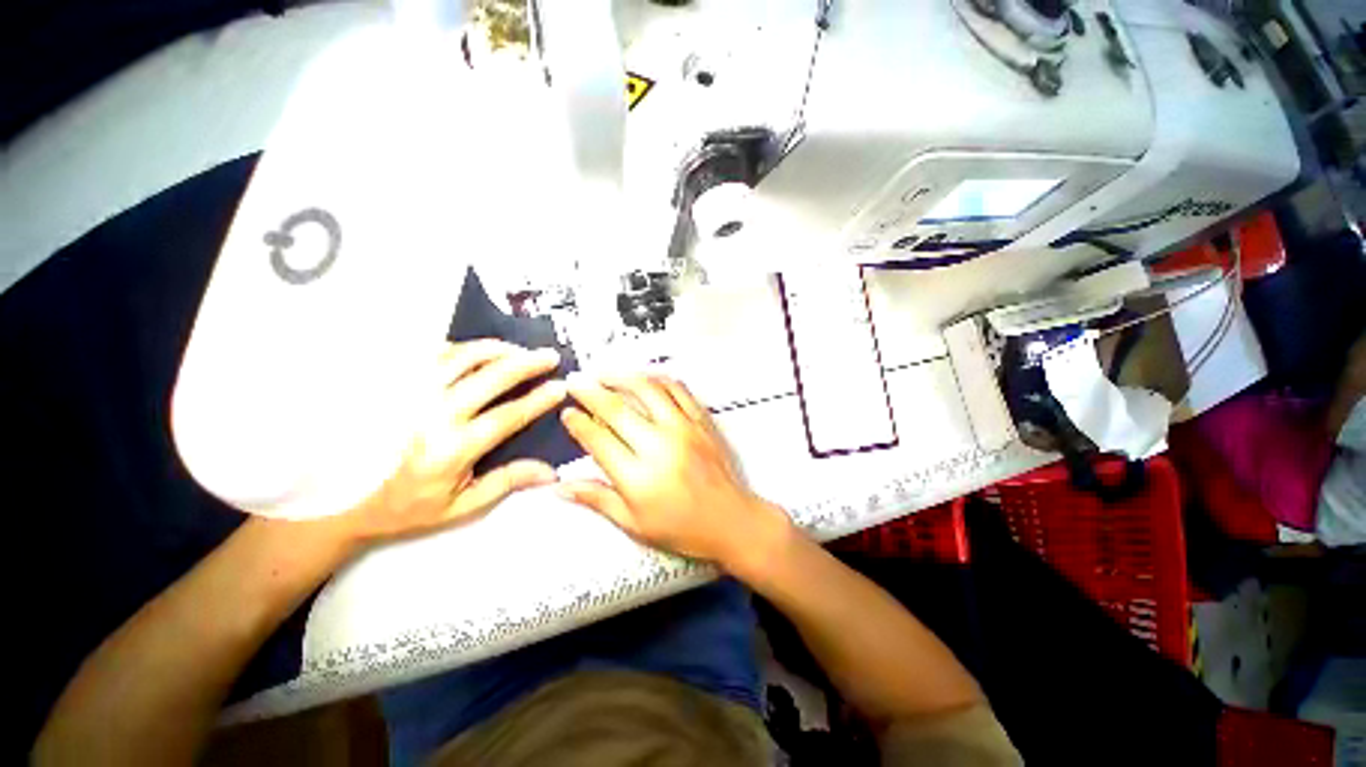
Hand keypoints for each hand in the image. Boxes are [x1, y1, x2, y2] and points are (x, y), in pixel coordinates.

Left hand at [332, 340, 566, 547]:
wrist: (346, 499)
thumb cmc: (411, 506)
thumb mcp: (464, 505)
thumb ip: (507, 481)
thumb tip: (550, 471)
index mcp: (452, 449)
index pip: (507, 416)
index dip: (538, 400)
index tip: (561, 386)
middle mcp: (433, 416)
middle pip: (488, 378)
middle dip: (525, 363)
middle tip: (549, 355)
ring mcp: (412, 396)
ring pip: (461, 358)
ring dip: (495, 350)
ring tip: (519, 349)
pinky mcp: (398, 386)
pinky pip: (434, 356)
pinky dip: (462, 349)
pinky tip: (480, 352)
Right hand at [558, 373, 790, 569]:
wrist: (730, 520)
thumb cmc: (680, 528)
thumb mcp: (633, 523)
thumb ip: (597, 499)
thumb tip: (559, 486)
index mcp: (638, 477)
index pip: (598, 440)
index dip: (578, 423)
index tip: (567, 412)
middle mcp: (659, 446)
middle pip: (617, 408)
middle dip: (590, 391)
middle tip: (575, 381)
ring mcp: (683, 428)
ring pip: (647, 389)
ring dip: (622, 376)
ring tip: (605, 373)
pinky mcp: (701, 420)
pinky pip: (677, 389)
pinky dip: (658, 379)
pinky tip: (645, 377)